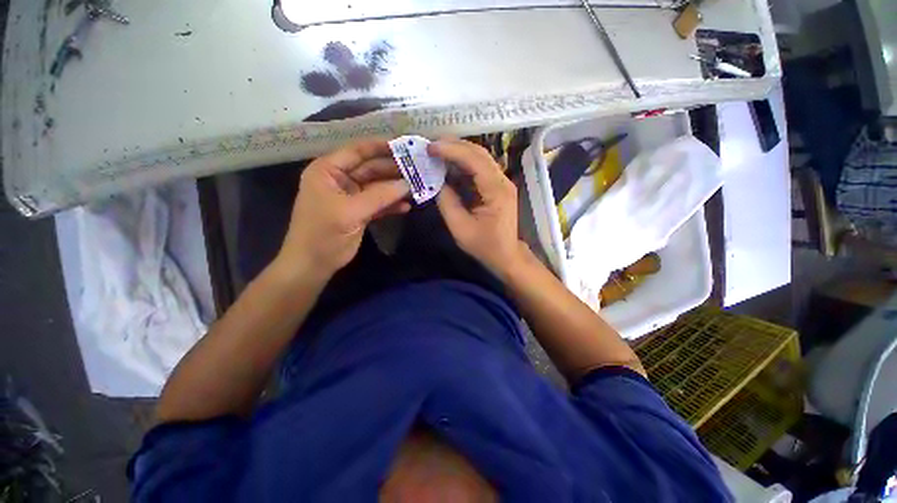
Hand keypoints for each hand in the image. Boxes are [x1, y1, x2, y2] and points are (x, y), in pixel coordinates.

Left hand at [276, 140, 409, 279]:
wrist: (313, 264)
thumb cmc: (323, 234)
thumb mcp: (350, 212)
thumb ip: (379, 196)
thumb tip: (407, 184)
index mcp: (328, 171)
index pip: (357, 151)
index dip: (381, 147)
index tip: (405, 146)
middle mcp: (340, 180)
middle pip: (371, 169)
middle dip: (393, 170)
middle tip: (417, 169)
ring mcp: (351, 197)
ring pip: (377, 187)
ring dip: (395, 189)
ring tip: (417, 187)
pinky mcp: (359, 212)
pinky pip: (378, 204)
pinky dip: (391, 205)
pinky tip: (406, 206)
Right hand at [430, 139, 523, 274]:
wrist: (506, 255)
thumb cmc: (485, 246)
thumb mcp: (460, 228)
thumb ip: (447, 202)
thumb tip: (435, 181)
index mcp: (496, 191)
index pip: (475, 161)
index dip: (451, 150)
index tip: (430, 147)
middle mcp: (502, 181)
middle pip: (479, 153)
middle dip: (454, 146)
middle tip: (430, 145)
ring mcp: (501, 182)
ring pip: (480, 158)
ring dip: (458, 152)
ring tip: (436, 151)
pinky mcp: (497, 186)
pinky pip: (479, 169)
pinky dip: (462, 164)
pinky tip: (448, 165)